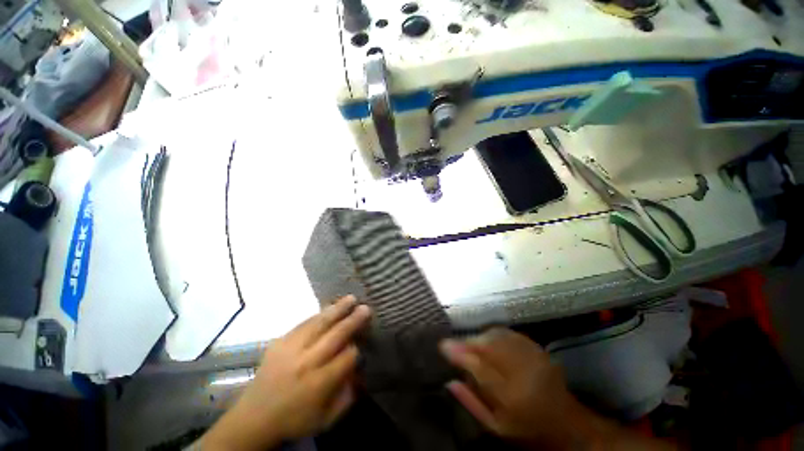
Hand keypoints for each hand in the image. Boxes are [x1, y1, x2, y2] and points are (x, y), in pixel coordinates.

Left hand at [202, 296, 370, 449]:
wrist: (253, 418)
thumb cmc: (294, 420)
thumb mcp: (326, 419)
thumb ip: (347, 396)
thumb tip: (359, 371)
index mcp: (319, 383)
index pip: (347, 356)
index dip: (356, 348)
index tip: (361, 344)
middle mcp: (307, 362)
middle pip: (336, 335)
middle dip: (353, 321)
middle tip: (365, 308)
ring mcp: (291, 349)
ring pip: (319, 323)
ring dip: (337, 309)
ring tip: (351, 298)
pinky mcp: (280, 341)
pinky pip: (304, 323)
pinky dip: (319, 314)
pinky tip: (329, 307)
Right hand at [440, 328, 579, 446]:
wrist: (567, 425)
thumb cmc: (527, 430)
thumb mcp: (496, 428)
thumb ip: (471, 403)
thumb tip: (449, 381)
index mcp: (512, 397)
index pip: (478, 367)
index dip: (458, 353)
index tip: (442, 345)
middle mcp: (523, 372)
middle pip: (488, 346)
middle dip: (467, 341)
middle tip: (454, 343)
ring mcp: (533, 357)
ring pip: (498, 336)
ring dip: (479, 336)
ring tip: (470, 343)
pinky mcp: (538, 349)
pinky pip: (509, 333)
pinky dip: (494, 333)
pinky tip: (488, 338)